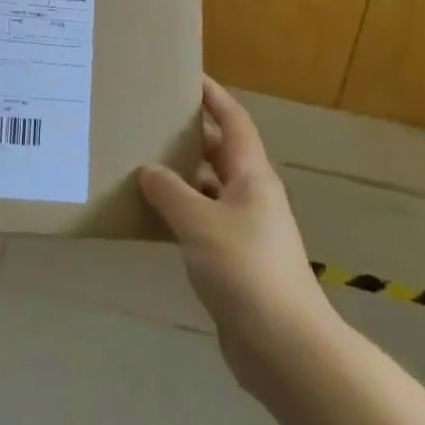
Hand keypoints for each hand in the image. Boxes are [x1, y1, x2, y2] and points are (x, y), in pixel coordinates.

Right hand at [138, 77, 335, 395]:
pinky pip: (202, 223)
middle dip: (188, 135)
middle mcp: (251, 197)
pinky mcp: (234, 262)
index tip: (187, 76)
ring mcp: (245, 231)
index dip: (214, 96)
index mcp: (252, 176)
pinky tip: (151, 215)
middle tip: (149, 119)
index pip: (233, 121)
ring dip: (179, 177)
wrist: (284, 348)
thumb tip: (149, 170)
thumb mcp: (200, 222)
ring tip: (139, 162)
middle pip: (219, 153)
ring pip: (208, 190)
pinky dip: (179, 213)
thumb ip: (170, 191)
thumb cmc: (246, 270)